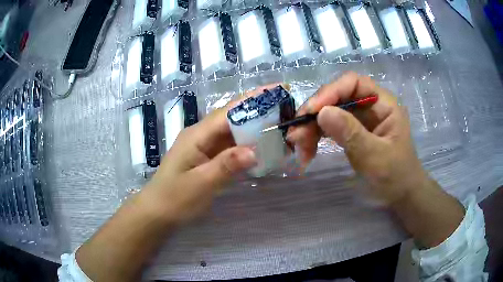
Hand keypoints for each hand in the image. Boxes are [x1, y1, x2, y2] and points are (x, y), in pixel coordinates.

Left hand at [140, 85, 285, 223]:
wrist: (158, 213)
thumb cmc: (175, 198)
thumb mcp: (200, 184)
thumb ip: (226, 165)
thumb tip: (254, 150)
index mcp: (197, 134)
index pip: (229, 111)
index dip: (254, 99)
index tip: (278, 89)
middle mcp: (202, 135)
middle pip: (233, 117)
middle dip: (258, 109)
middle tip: (286, 107)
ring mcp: (205, 147)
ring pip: (233, 132)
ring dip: (255, 127)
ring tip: (281, 123)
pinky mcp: (208, 158)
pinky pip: (231, 147)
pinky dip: (247, 145)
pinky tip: (262, 146)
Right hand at [288, 72, 427, 205]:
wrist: (401, 195)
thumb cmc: (395, 176)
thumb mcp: (375, 156)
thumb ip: (351, 134)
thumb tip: (321, 112)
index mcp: (383, 104)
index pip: (353, 84)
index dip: (331, 92)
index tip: (311, 112)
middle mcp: (370, 106)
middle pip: (337, 97)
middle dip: (315, 114)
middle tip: (297, 135)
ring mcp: (360, 119)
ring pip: (329, 112)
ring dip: (311, 127)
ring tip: (298, 147)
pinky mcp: (352, 132)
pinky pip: (329, 127)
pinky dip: (316, 137)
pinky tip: (307, 150)